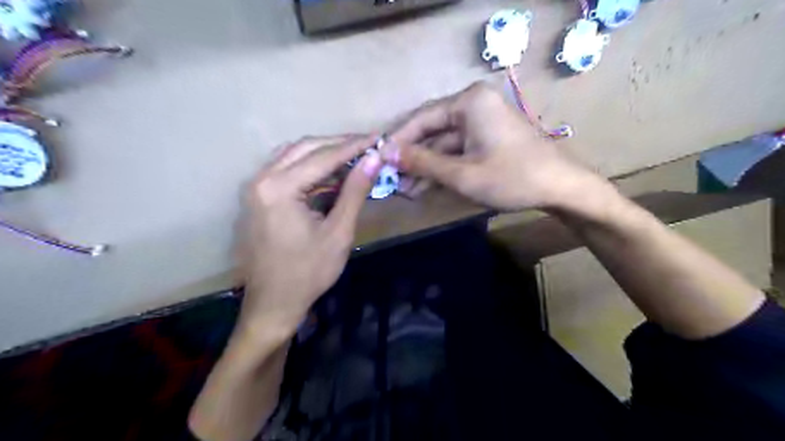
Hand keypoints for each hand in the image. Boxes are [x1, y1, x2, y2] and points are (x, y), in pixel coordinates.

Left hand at [239, 137, 382, 335]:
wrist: (273, 304)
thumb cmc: (309, 273)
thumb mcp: (339, 232)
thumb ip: (355, 191)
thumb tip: (374, 158)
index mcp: (279, 188)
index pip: (323, 156)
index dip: (354, 146)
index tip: (379, 138)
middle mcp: (261, 179)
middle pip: (306, 148)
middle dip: (339, 144)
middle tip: (368, 146)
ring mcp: (255, 187)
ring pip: (294, 155)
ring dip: (324, 153)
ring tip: (354, 157)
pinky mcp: (257, 197)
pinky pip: (286, 169)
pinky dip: (310, 167)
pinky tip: (331, 174)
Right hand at [382, 83, 602, 212]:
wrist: (562, 189)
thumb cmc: (512, 177)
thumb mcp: (461, 173)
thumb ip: (422, 162)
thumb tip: (386, 153)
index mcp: (468, 102)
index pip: (421, 119)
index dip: (397, 141)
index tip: (377, 159)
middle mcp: (474, 105)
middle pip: (432, 131)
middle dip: (412, 158)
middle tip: (390, 178)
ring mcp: (482, 123)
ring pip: (444, 145)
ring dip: (426, 167)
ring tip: (404, 188)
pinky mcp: (488, 139)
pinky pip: (458, 151)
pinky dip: (443, 168)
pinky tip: (424, 186)